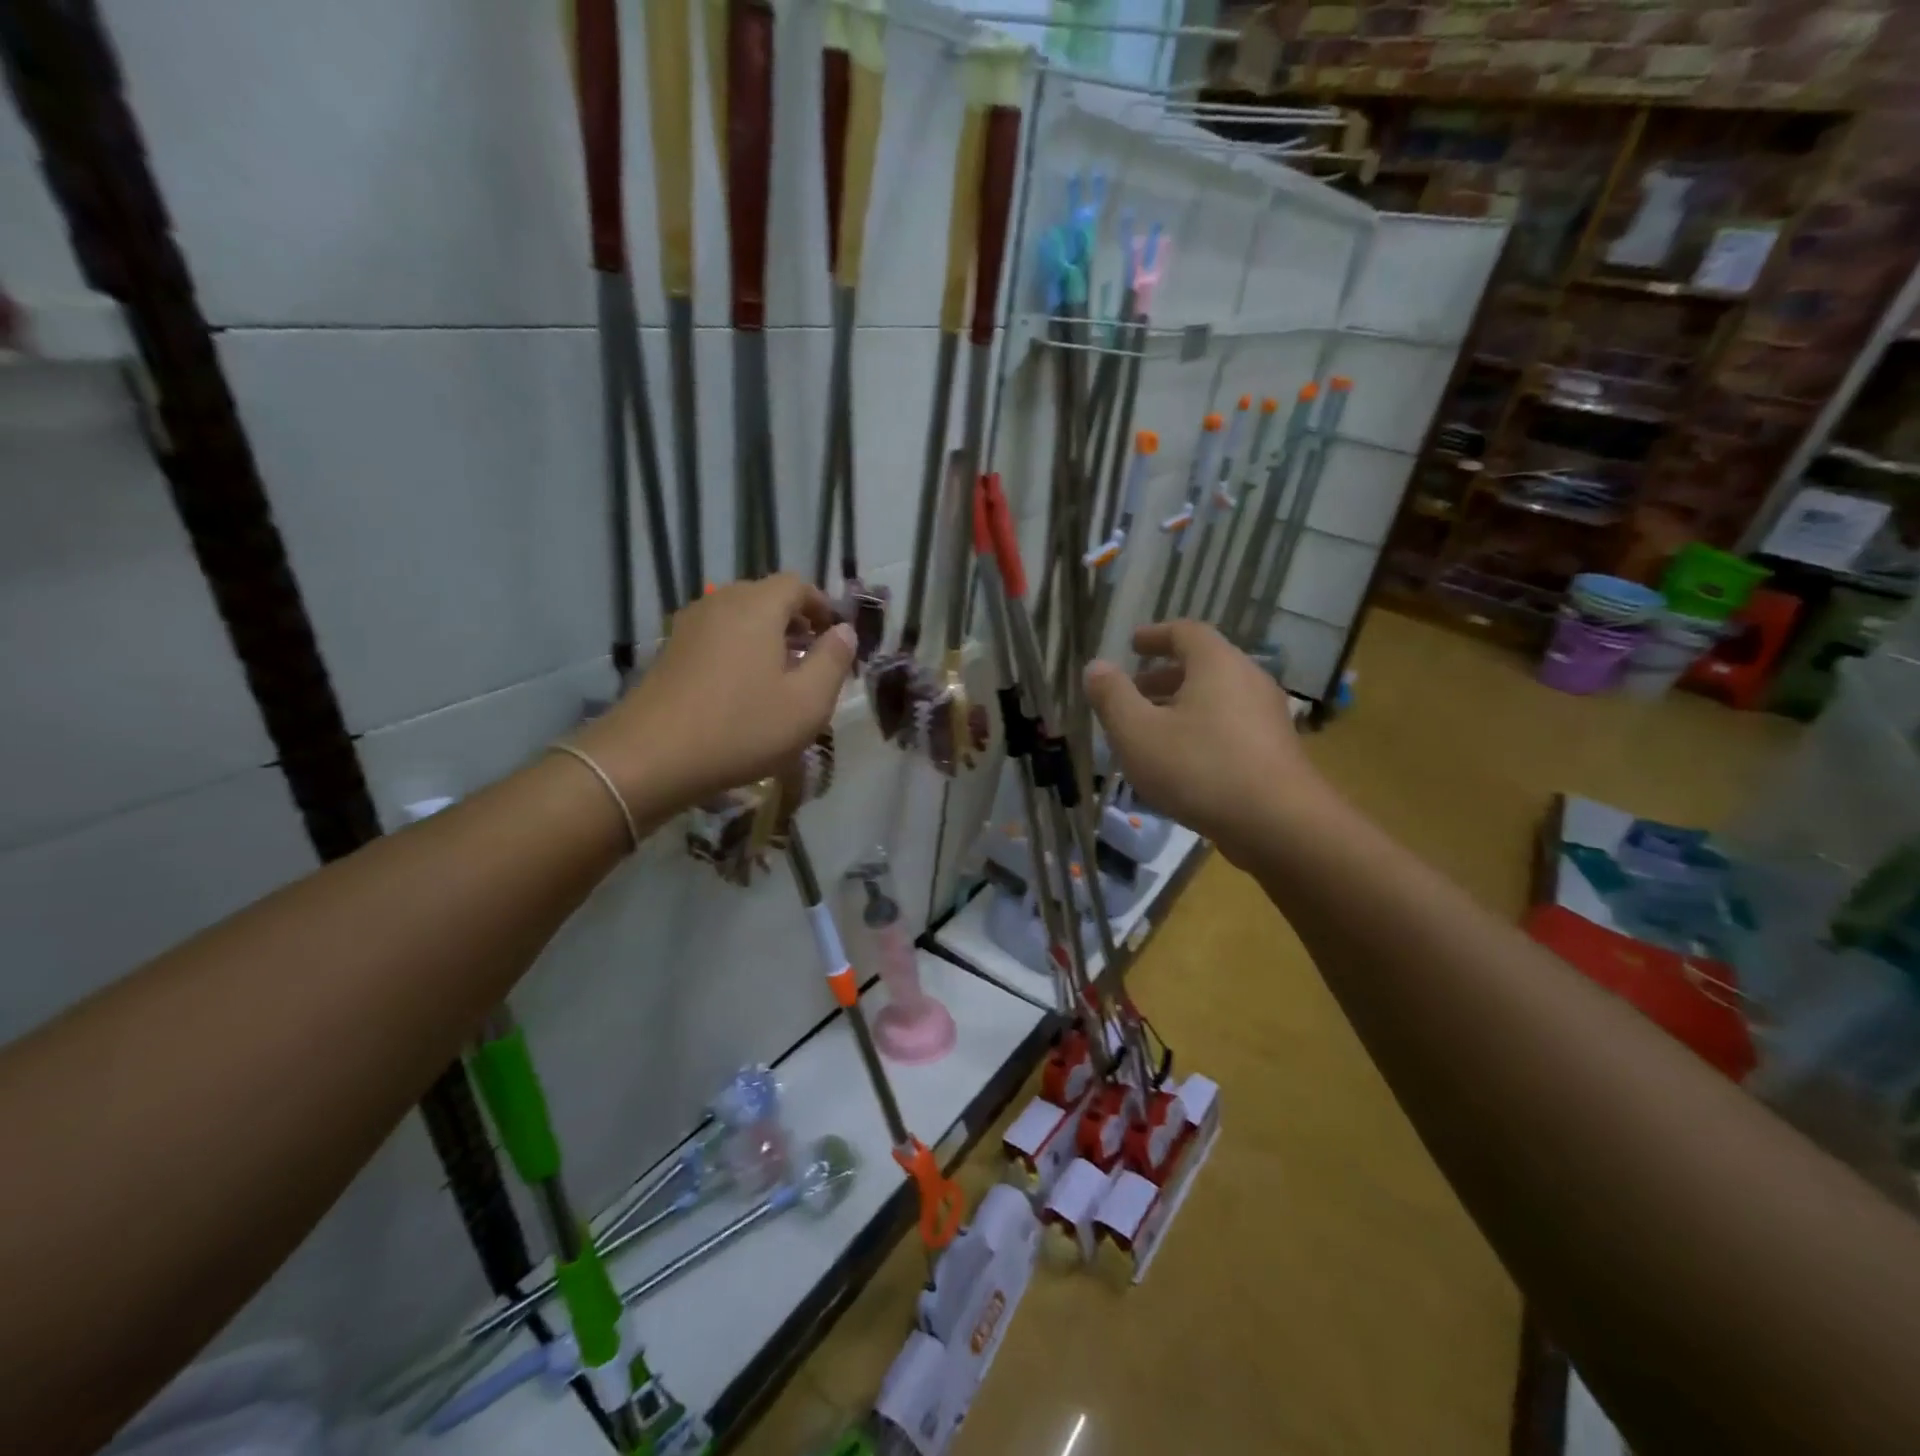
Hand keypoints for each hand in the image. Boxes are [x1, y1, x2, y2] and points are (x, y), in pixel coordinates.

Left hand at [571, 575, 856, 821]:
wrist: (650, 757)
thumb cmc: (741, 727)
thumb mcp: (807, 702)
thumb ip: (833, 661)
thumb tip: (845, 631)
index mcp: (757, 606)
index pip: (797, 584)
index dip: (821, 605)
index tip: (835, 637)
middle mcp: (720, 603)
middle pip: (765, 597)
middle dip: (795, 622)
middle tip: (813, 659)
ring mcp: (689, 626)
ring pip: (739, 618)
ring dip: (766, 638)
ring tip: (781, 678)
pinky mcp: (670, 652)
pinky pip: (716, 637)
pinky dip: (738, 651)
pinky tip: (743, 691)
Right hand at [1084, 620, 1326, 861]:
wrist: (1279, 824)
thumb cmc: (1200, 768)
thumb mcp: (1138, 733)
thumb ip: (1112, 697)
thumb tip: (1096, 667)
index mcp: (1217, 664)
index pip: (1185, 632)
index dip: (1155, 636)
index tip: (1132, 645)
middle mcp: (1248, 680)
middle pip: (1203, 665)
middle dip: (1163, 676)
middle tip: (1134, 692)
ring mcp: (1266, 715)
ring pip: (1216, 698)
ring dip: (1181, 706)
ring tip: (1151, 731)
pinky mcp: (1274, 749)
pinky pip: (1230, 725)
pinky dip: (1201, 728)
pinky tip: (1181, 761)